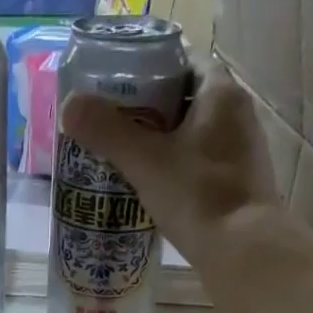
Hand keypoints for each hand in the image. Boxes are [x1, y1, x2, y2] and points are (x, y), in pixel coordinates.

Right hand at [61, 63, 290, 306]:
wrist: (243, 252)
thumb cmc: (197, 195)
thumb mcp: (145, 161)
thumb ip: (107, 131)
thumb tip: (69, 104)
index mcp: (221, 93)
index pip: (184, 61)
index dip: (150, 67)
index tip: (118, 83)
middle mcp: (238, 115)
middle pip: (186, 98)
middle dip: (150, 108)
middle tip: (112, 122)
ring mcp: (242, 152)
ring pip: (194, 134)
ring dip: (163, 141)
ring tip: (125, 154)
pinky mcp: (239, 185)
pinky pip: (201, 164)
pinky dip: (177, 168)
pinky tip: (152, 186)